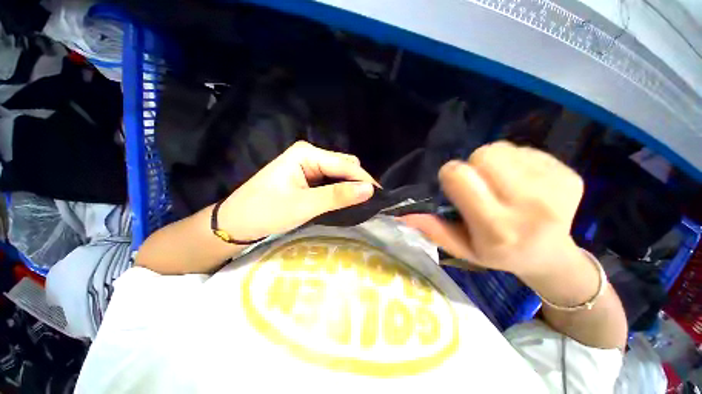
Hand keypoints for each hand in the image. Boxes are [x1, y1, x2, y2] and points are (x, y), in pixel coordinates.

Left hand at [218, 141, 376, 240]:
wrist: (236, 223)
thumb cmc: (266, 212)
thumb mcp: (304, 205)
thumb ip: (337, 196)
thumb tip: (369, 190)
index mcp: (307, 154)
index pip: (345, 164)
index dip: (364, 179)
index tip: (380, 197)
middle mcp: (309, 155)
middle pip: (344, 165)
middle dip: (358, 182)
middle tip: (369, 203)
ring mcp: (308, 166)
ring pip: (339, 173)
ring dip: (350, 187)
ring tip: (360, 203)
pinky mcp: (306, 177)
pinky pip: (330, 181)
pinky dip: (340, 190)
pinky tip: (345, 200)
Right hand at [402, 141, 583, 275]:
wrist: (552, 258)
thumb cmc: (499, 255)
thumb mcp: (461, 248)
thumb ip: (433, 229)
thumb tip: (403, 214)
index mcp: (497, 228)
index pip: (459, 176)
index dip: (450, 175)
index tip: (455, 186)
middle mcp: (529, 206)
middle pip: (484, 155)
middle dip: (473, 165)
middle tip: (479, 184)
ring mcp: (555, 188)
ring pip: (503, 148)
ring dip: (494, 162)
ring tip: (500, 183)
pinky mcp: (570, 175)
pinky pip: (527, 150)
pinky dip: (517, 162)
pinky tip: (523, 183)